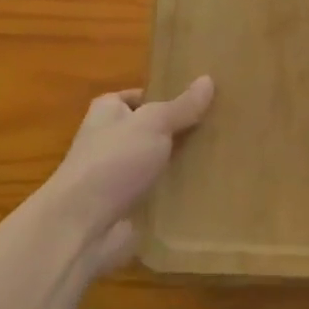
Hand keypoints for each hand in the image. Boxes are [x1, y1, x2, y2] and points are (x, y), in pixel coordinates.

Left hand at [47, 77, 213, 273]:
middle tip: (224, 127)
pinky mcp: (130, 207)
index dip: (170, 96)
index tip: (205, 99)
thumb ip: (182, 106)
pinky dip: (181, 192)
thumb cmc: (113, 162)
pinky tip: (211, 188)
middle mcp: (112, 140)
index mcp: (109, 111)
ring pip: (161, 163)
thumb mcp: (153, 124)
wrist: (81, 228)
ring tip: (227, 155)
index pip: (143, 96)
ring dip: (186, 163)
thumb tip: (208, 79)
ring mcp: (121, 176)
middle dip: (184, 131)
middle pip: (155, 130)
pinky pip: (162, 193)